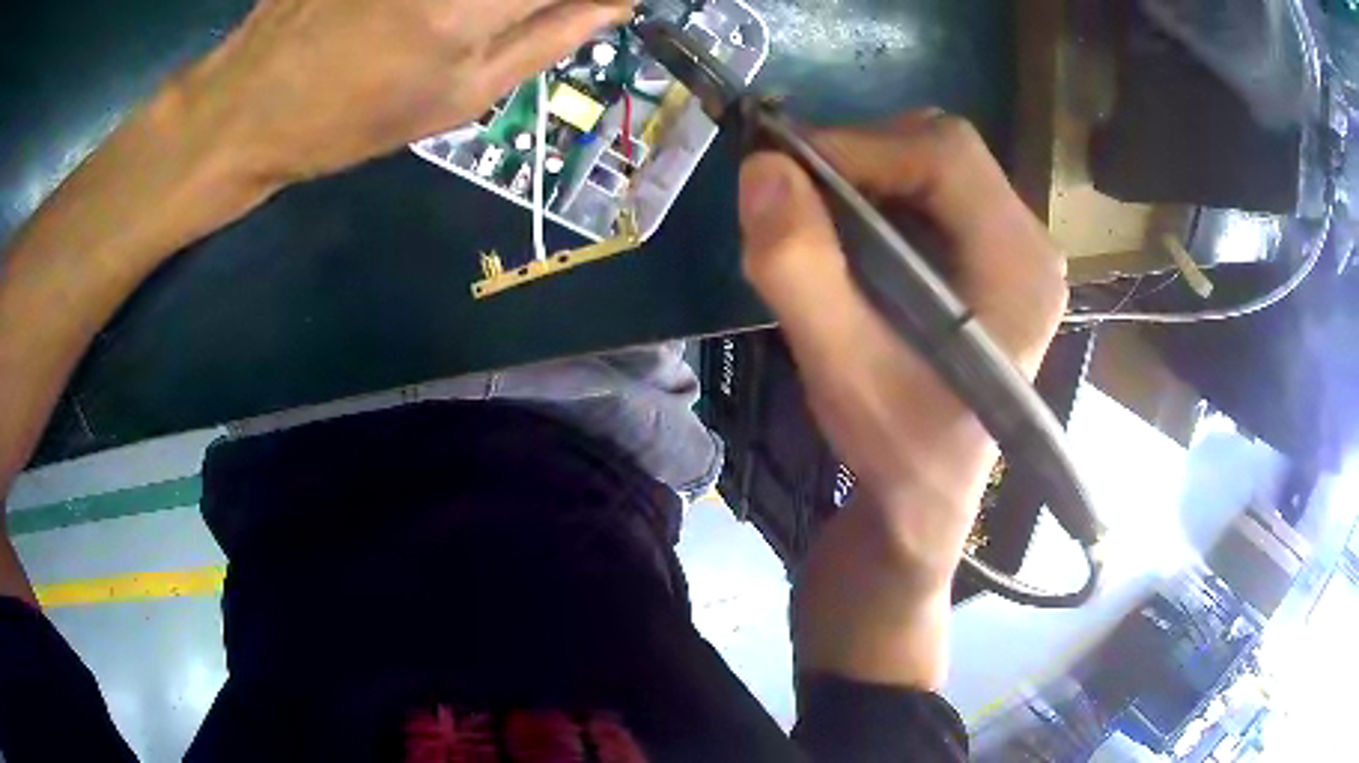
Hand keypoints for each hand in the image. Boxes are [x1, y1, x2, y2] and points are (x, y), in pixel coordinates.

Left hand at [172, 0, 632, 185]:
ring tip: (472, 26)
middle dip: (542, 0)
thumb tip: (616, 3)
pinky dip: (458, 0)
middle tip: (534, 16)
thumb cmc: (351, 121)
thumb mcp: (458, 100)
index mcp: (475, 6)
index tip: (607, 4)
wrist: (249, 106)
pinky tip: (428, 19)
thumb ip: (548, 40)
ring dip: (500, 2)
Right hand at [737, 112, 1066, 688]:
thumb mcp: (843, 370)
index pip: (946, 155)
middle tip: (794, 195)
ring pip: (931, 163)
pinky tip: (845, 239)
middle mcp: (1029, 245)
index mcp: (1021, 268)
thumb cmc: (899, 450)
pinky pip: (927, 193)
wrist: (924, 503)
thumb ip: (801, 270)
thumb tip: (761, 168)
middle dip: (859, 156)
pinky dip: (874, 196)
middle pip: (943, 148)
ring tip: (814, 221)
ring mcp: (1012, 249)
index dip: (859, 145)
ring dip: (863, 175)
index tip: (782, 171)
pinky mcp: (987, 258)